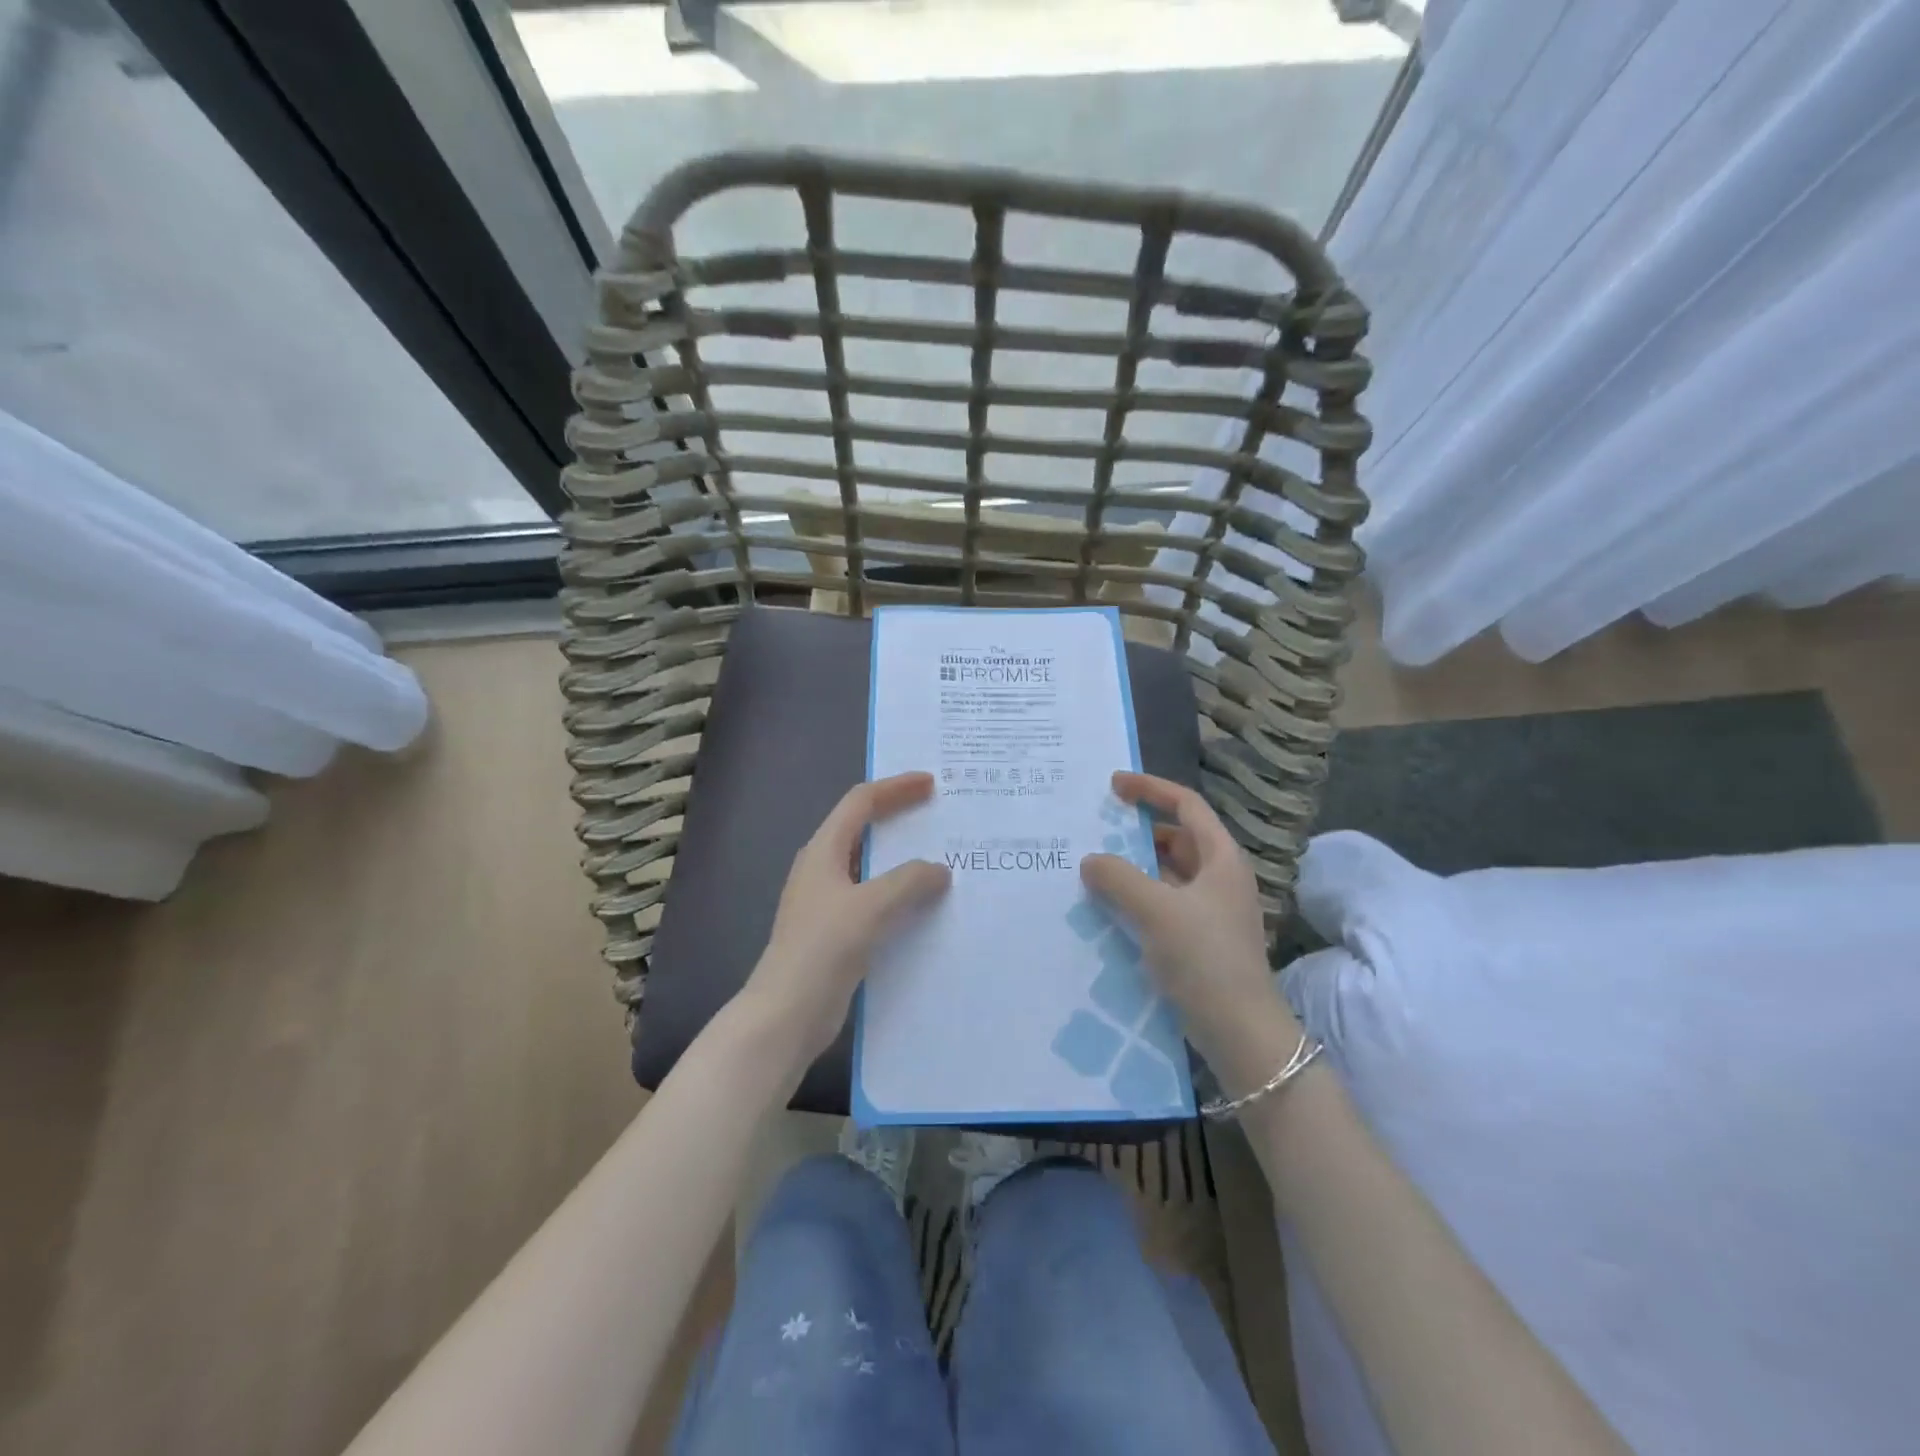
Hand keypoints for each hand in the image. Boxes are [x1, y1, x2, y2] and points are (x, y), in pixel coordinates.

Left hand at [741, 772, 951, 1065]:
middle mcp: (823, 869)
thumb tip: (939, 871)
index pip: (861, 802)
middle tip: (940, 817)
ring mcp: (828, 902)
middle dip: (900, 818)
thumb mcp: (870, 907)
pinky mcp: (836, 932)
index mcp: (823, 850)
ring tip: (942, 861)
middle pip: (864, 829)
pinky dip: (900, 894)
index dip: (895, 788)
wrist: (786, 1014)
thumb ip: (908, 881)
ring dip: (903, 860)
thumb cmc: (823, 949)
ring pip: (871, 867)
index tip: (931, 785)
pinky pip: (874, 899)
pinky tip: (925, 908)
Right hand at [1079, 771, 1294, 1065]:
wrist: (1240, 1032)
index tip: (1114, 785)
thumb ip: (1119, 878)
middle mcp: (1219, 877)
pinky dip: (1139, 897)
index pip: (1186, 805)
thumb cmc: (1205, 959)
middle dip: (1137, 832)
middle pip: (1176, 838)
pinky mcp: (1200, 939)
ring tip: (1094, 867)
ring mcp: (1211, 910)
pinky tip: (1110, 908)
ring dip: (1135, 867)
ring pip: (1167, 873)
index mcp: (1221, 858)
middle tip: (1096, 830)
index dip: (1151, 789)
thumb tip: (1090, 860)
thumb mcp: (1157, 911)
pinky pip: (1164, 903)